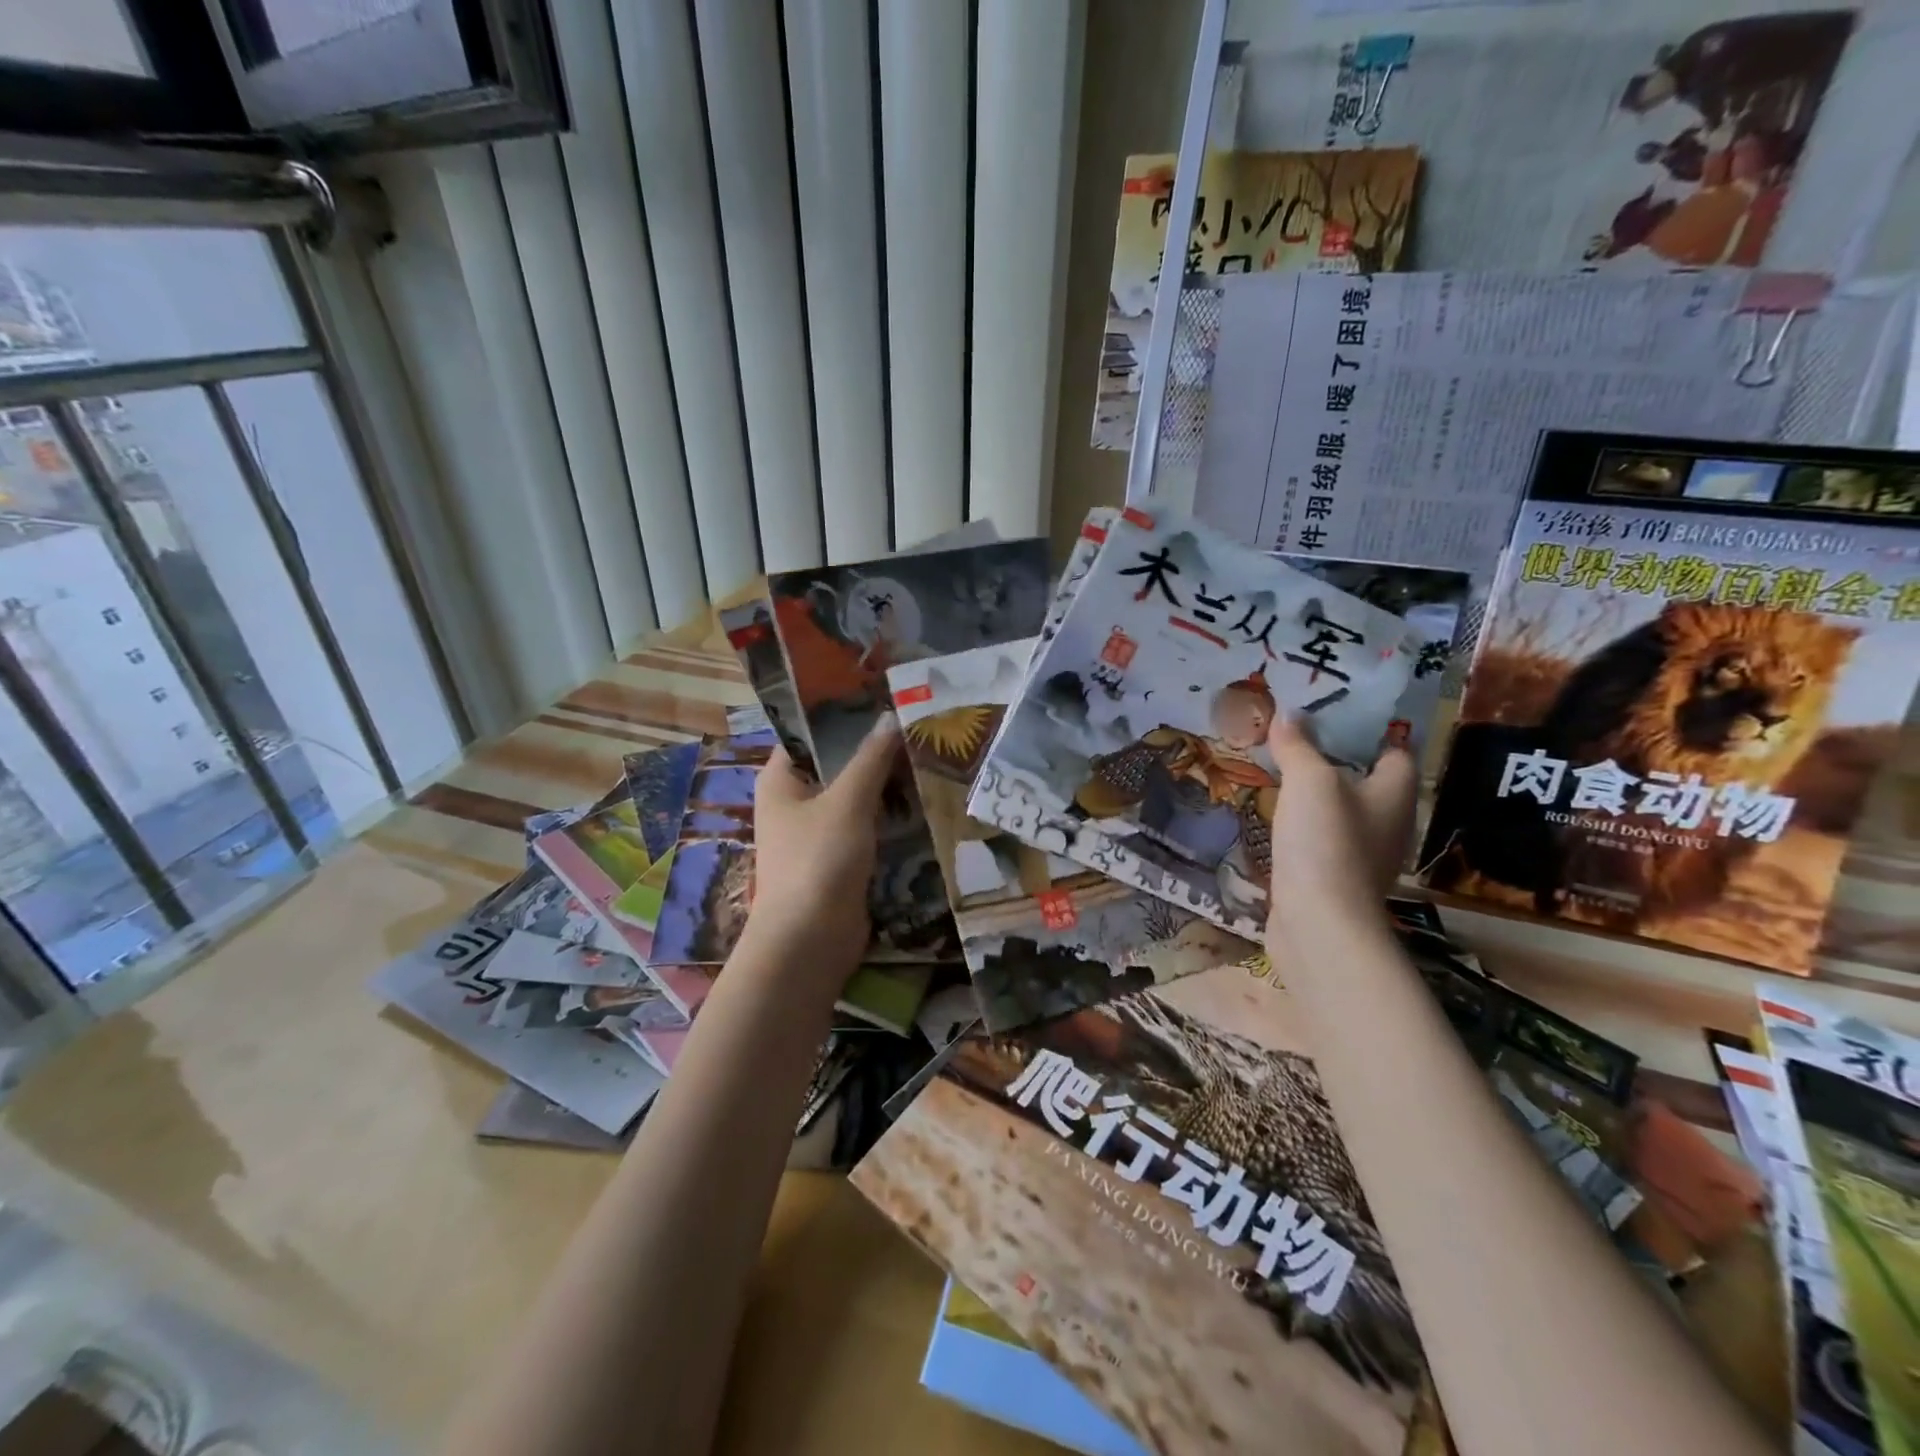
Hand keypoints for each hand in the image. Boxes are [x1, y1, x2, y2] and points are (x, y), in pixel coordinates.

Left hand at [742, 715, 901, 991]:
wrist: (810, 942)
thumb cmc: (819, 860)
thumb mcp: (848, 801)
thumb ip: (871, 759)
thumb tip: (891, 717)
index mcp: (780, 780)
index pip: (807, 733)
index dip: (841, 715)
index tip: (882, 699)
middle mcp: (793, 802)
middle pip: (835, 764)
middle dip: (872, 750)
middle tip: (914, 726)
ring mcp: (815, 832)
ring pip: (853, 796)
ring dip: (884, 784)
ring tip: (925, 756)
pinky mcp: (837, 859)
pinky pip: (864, 826)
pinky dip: (886, 815)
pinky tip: (920, 801)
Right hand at [1265, 712, 1416, 942]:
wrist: (1318, 922)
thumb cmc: (1326, 841)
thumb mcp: (1310, 780)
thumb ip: (1299, 745)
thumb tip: (1289, 713)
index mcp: (1396, 794)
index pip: (1395, 751)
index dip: (1369, 731)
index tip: (1331, 714)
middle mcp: (1389, 824)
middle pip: (1367, 781)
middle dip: (1335, 760)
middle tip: (1295, 739)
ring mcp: (1364, 856)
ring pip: (1343, 812)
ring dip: (1317, 797)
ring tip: (1280, 774)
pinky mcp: (1336, 880)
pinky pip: (1323, 841)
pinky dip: (1305, 828)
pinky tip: (1277, 821)